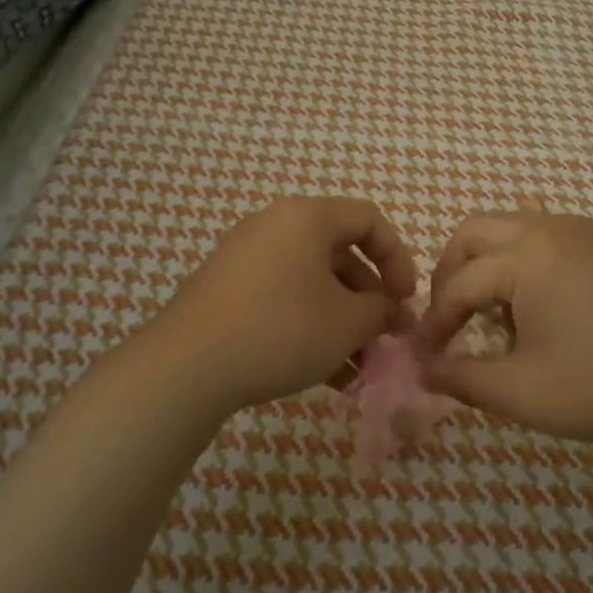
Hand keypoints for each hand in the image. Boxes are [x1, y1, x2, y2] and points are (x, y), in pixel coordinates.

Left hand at [135, 197, 417, 415]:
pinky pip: (282, 298)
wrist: (187, 366)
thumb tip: (388, 310)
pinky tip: (326, 375)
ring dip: (342, 322)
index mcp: (307, 217)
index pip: (368, 220)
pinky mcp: (226, 290)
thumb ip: (381, 309)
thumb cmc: (281, 329)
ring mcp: (245, 257)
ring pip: (311, 283)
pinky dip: (309, 327)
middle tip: (384, 339)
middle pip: (339, 254)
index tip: (405, 300)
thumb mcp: (347, 322)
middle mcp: (274, 226)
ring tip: (358, 369)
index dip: (398, 258)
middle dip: (369, 300)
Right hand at [415, 211, 592, 453]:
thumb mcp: (523, 393)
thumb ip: (462, 379)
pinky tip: (552, 312)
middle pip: (477, 232)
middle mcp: (555, 228)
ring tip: (502, 321)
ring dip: (493, 267)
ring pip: (517, 230)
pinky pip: (556, 240)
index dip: (435, 322)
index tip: (425, 357)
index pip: (458, 283)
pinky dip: (532, 265)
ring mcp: (592, 231)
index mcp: (528, 255)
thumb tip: (424, 369)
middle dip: (453, 274)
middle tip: (451, 321)